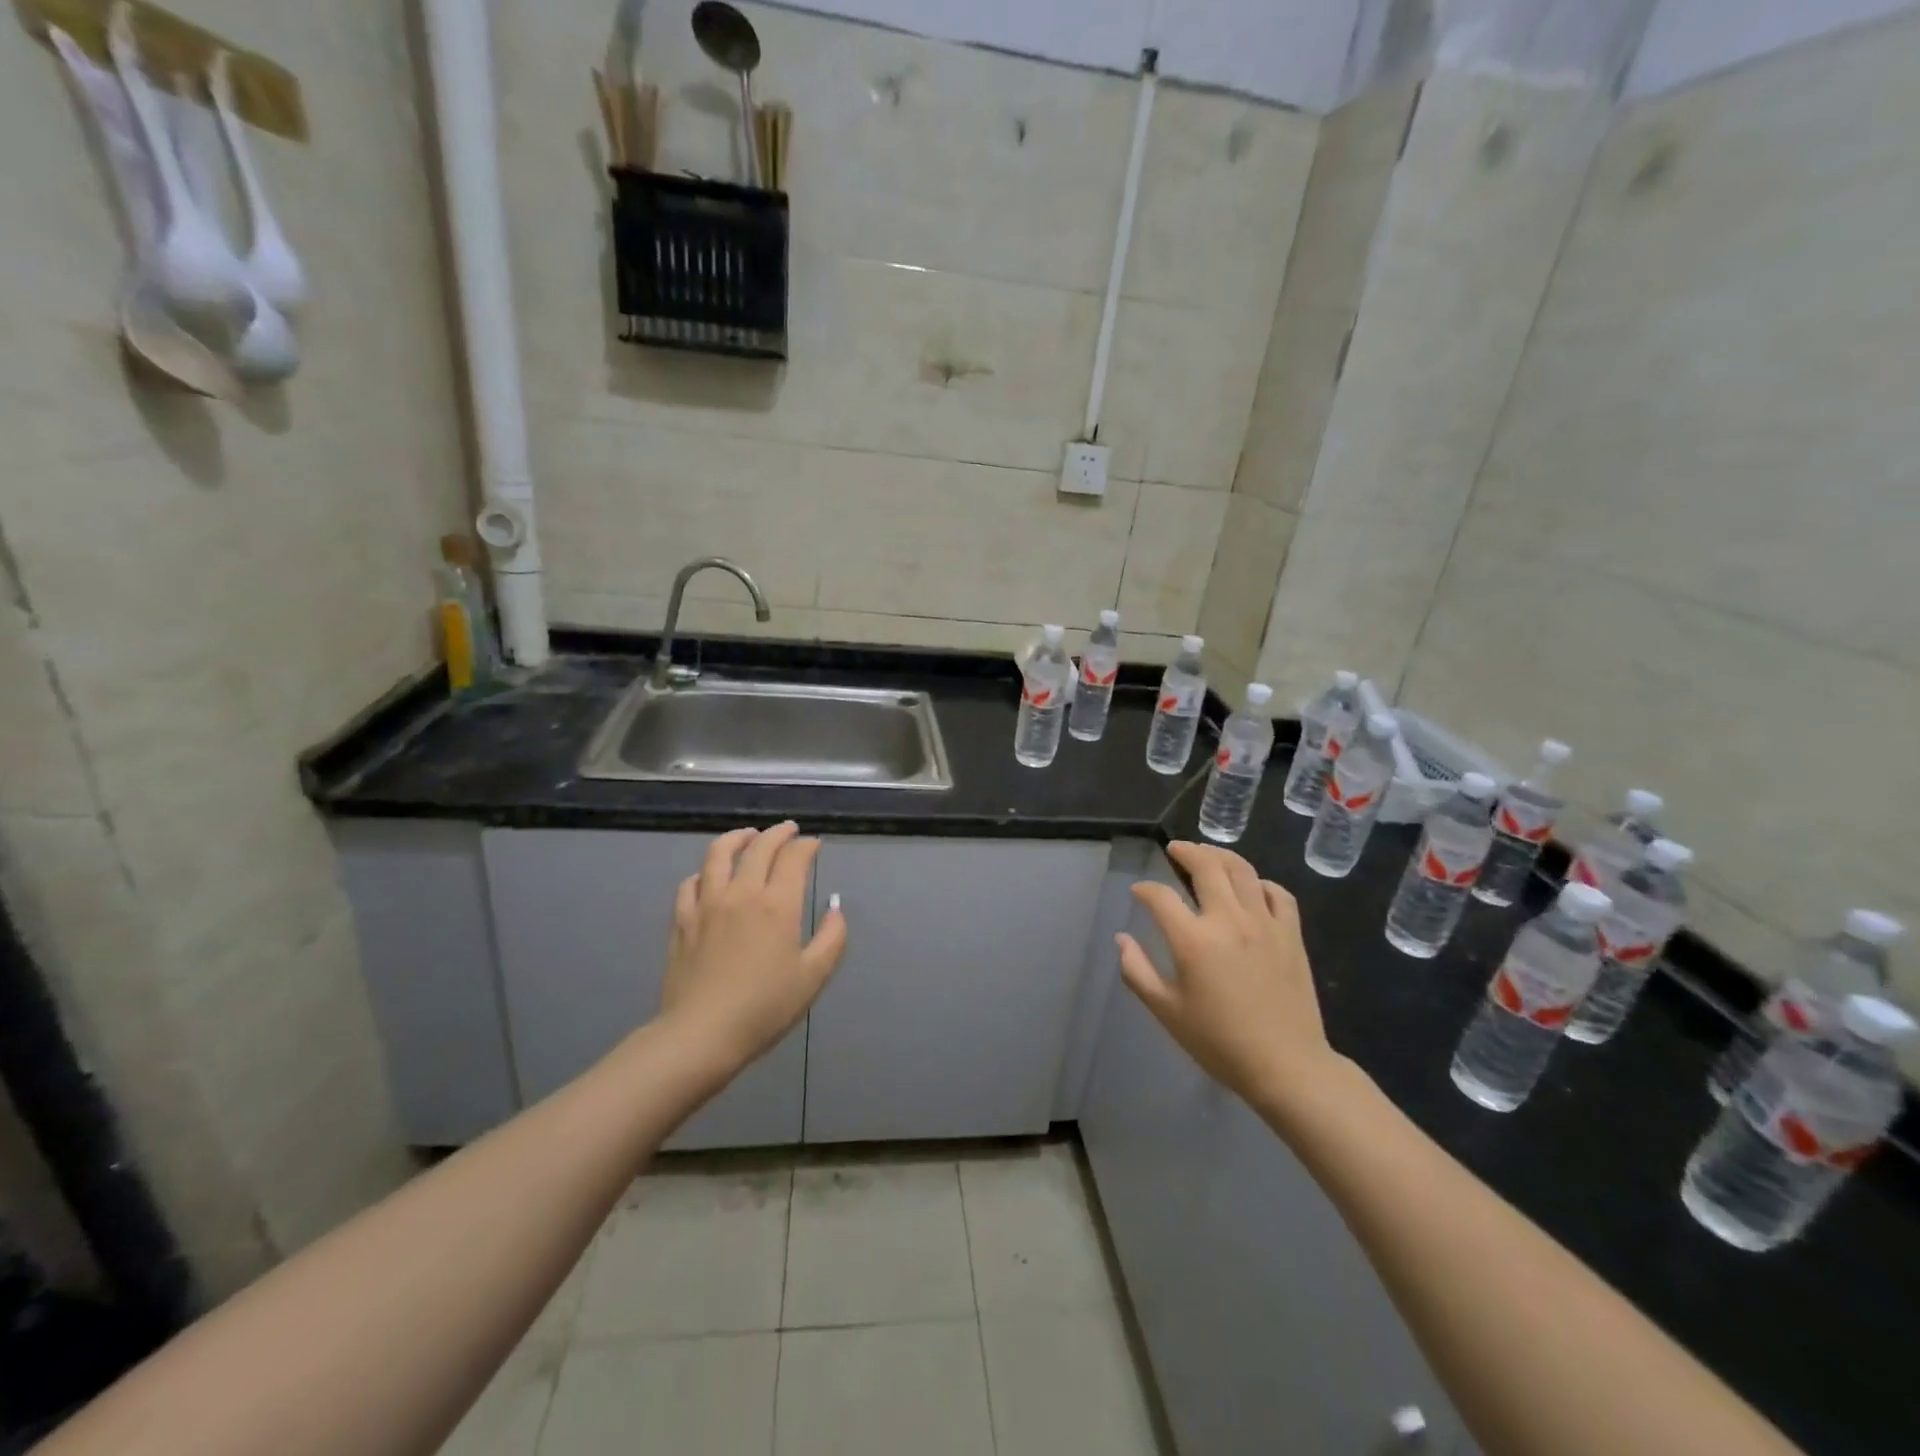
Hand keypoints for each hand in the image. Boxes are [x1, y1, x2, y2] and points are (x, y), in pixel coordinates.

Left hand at [660, 823, 847, 1071]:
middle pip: (759, 846)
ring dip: (738, 837)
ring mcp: (707, 903)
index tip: (814, 845)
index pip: (794, 857)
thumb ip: (832, 937)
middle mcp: (742, 893)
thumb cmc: (764, 1008)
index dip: (807, 845)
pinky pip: (692, 882)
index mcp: (778, 904)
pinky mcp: (682, 920)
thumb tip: (835, 908)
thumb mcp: (813, 977)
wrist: (701, 1035)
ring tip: (748, 835)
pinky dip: (706, 871)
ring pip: (719, 853)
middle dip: (778, 833)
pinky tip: (710, 876)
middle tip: (789, 830)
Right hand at [1116, 841, 1342, 1115]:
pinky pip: (1277, 893)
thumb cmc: (1219, 1042)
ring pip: (1242, 871)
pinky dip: (1260, 882)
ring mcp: (1264, 923)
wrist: (1286, 1066)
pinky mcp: (1291, 934)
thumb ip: (1137, 971)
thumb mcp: (1166, 1011)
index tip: (1139, 892)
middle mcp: (1228, 920)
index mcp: (1193, 940)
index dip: (1145, 889)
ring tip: (1207, 854)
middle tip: (1175, 849)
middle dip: (1185, 852)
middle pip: (1206, 866)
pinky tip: (1252, 887)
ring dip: (1220, 855)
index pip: (1161, 897)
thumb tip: (1121, 939)